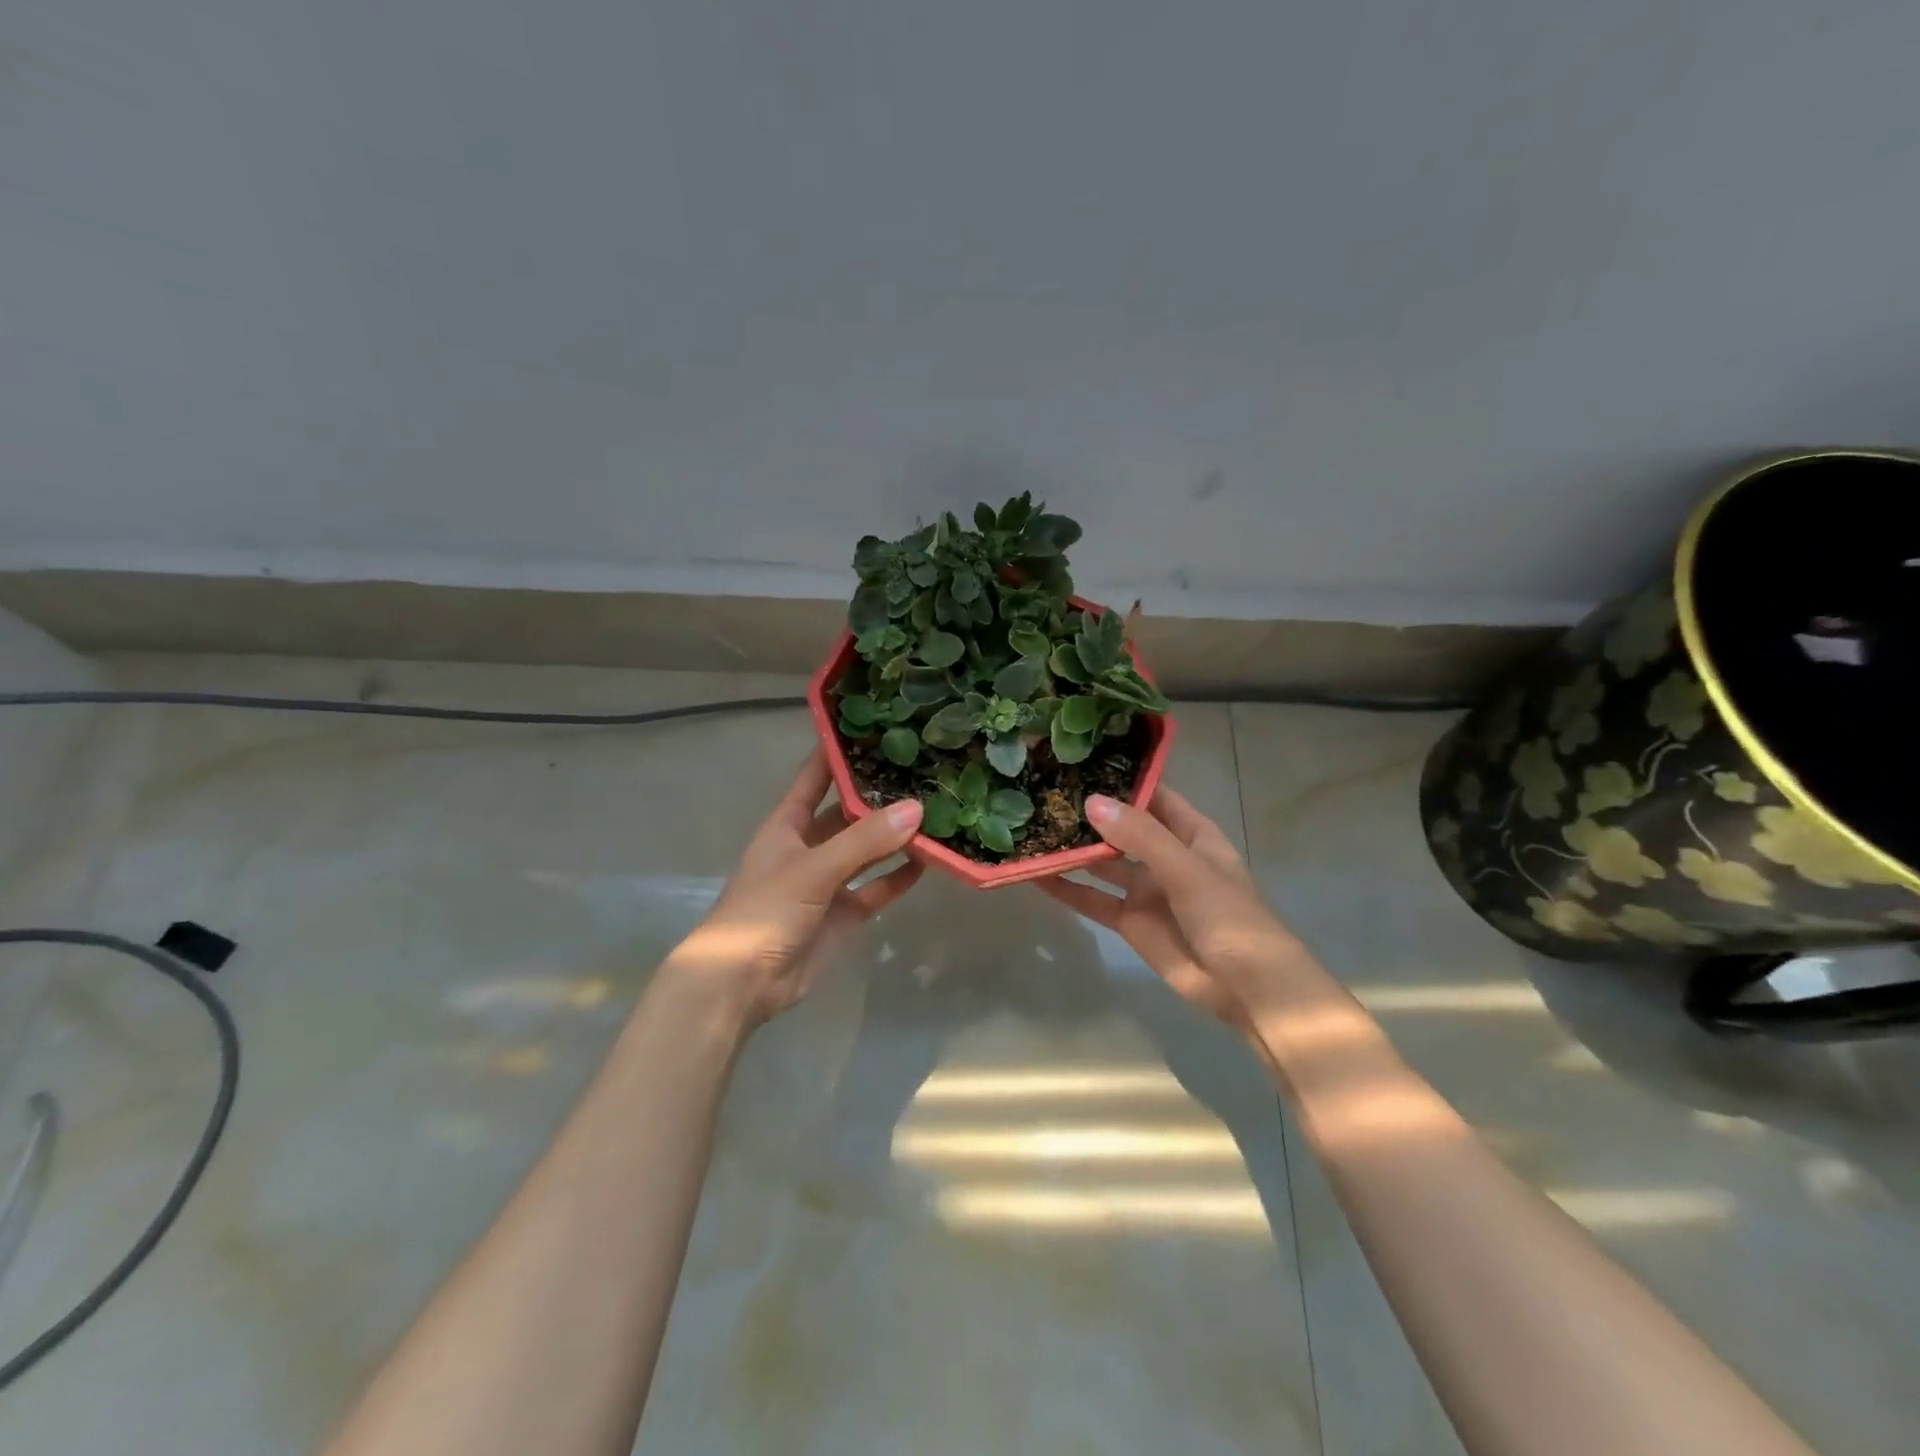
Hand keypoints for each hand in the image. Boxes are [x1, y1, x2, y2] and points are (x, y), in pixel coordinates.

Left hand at [666, 750, 923, 1026]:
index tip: (874, 726)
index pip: (815, 777)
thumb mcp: (812, 869)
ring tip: (936, 810)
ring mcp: (828, 881)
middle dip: (879, 795)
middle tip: (923, 769)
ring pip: (868, 850)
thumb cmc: (763, 912)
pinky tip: (931, 859)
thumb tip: (917, 809)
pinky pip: (878, 886)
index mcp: (787, 825)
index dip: (838, 752)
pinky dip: (900, 875)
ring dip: (895, 835)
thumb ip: (864, 841)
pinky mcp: (845, 913)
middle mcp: (809, 846)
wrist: (741, 985)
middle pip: (848, 812)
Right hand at [1037, 788, 1297, 1031]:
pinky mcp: (1130, 921)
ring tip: (1033, 828)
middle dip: (1089, 813)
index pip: (1153, 795)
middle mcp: (1165, 855)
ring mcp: (1146, 889)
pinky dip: (1067, 889)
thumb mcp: (1188, 869)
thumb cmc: (1229, 917)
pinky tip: (1036, 875)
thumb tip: (1092, 802)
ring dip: (1074, 849)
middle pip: (1122, 827)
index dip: (1122, 779)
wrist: (1247, 988)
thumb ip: (1141, 837)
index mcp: (1190, 833)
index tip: (1081, 762)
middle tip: (1044, 791)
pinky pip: (1093, 900)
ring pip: (1103, 862)